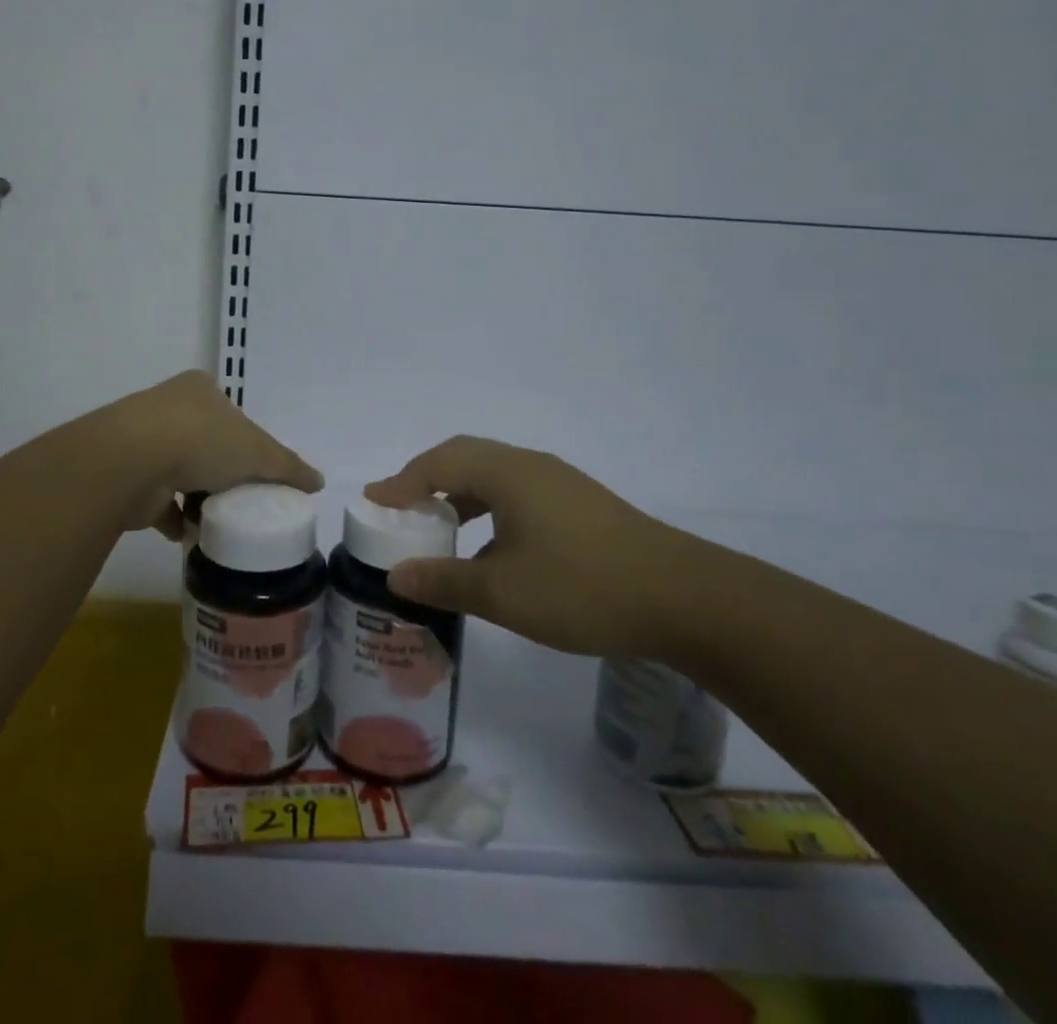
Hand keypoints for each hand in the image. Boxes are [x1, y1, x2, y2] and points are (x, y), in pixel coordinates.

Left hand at [111, 371, 323, 537]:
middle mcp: (169, 408)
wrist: (131, 461)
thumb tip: (318, 482)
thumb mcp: (258, 451)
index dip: (248, 440)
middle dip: (223, 470)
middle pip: (205, 442)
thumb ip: (288, 466)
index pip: (231, 414)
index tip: (259, 469)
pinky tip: (194, 534)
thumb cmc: (201, 440)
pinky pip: (158, 501)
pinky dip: (174, 518)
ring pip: (180, 471)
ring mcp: (143, 441)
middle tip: (244, 496)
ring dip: (198, 495)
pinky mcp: (127, 476)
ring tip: (222, 519)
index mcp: (200, 389)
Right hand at [365, 436, 718, 657]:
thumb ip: (445, 580)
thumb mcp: (503, 592)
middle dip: (426, 479)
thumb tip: (396, 577)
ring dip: (459, 493)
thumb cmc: (583, 588)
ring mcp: (560, 483)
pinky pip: (517, 491)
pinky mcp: (581, 504)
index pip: (438, 464)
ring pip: (494, 474)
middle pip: (464, 457)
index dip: (401, 482)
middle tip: (398, 507)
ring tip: (438, 524)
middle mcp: (530, 466)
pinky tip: (491, 545)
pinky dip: (488, 506)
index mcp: (507, 473)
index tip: (373, 502)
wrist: (684, 598)